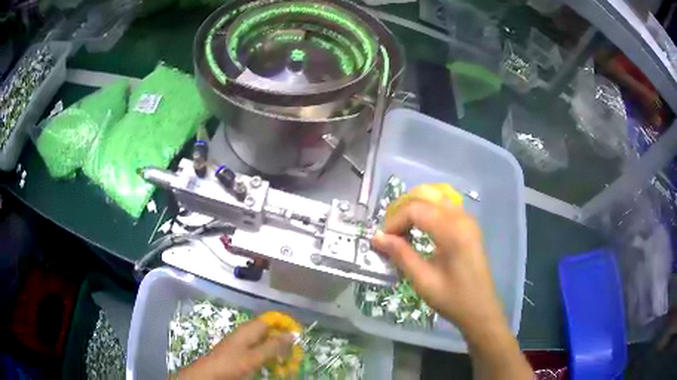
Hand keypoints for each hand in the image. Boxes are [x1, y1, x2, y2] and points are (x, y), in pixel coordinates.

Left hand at [177, 320, 293, 379]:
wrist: (211, 373)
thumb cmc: (233, 363)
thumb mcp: (256, 356)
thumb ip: (273, 346)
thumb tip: (291, 334)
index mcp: (250, 328)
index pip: (271, 319)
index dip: (285, 325)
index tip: (298, 335)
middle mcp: (247, 331)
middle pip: (269, 331)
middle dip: (283, 340)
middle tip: (294, 353)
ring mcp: (243, 341)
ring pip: (265, 341)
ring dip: (276, 350)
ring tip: (286, 361)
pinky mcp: (241, 351)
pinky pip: (259, 349)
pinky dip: (268, 355)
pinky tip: (272, 364)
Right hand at [372, 196, 505, 339]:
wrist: (480, 309)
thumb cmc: (452, 299)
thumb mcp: (423, 280)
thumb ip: (401, 255)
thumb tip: (376, 237)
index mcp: (453, 231)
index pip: (416, 210)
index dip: (395, 221)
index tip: (383, 241)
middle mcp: (462, 218)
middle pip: (426, 196)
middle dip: (403, 211)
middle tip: (390, 233)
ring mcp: (467, 220)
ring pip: (435, 198)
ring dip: (415, 209)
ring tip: (401, 230)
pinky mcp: (468, 226)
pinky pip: (444, 206)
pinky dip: (427, 211)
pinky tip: (419, 229)